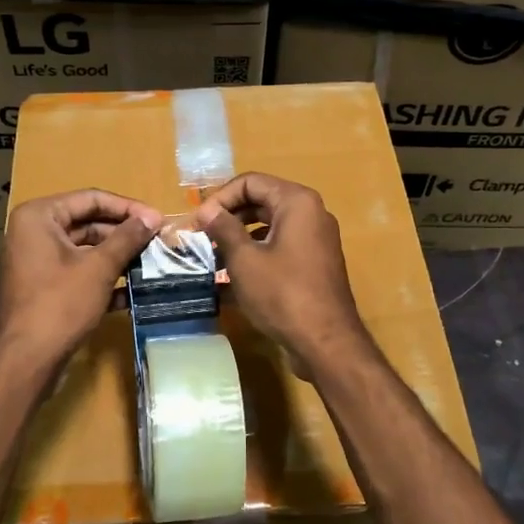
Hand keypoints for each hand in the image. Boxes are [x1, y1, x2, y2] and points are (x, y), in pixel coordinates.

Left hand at [0, 189, 162, 369]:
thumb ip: (127, 238)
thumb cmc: (61, 304)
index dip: (127, 208)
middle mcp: (33, 233)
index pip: (91, 199)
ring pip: (84, 250)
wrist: (27, 361)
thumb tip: (152, 218)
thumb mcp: (99, 267)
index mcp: (39, 217)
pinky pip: (77, 272)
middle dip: (123, 233)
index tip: (158, 219)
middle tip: (157, 241)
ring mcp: (36, 261)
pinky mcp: (43, 287)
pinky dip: (102, 277)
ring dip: (117, 256)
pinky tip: (132, 291)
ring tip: (151, 263)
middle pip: (87, 223)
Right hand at [191, 173, 371, 374]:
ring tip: (211, 257)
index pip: (250, 182)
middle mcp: (311, 213)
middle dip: (228, 217)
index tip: (198, 221)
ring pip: (269, 227)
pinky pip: (279, 248)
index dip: (220, 198)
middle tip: (200, 237)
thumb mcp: (244, 259)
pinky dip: (255, 255)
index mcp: (296, 202)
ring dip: (239, 238)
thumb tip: (206, 210)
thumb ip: (223, 228)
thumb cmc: (282, 293)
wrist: (325, 341)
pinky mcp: (314, 264)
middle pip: (261, 201)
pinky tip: (231, 278)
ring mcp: (315, 240)